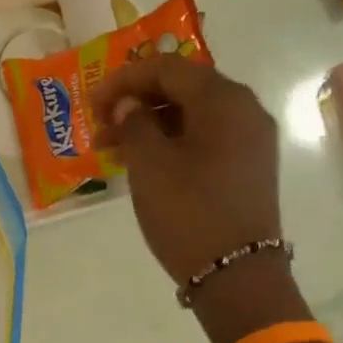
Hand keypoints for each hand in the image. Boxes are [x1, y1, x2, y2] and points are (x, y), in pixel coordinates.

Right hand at [88, 55, 283, 285]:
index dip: (123, 80)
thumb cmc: (188, 213)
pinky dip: (173, 142)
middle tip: (100, 128)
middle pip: (183, 89)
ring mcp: (251, 140)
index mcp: (223, 99)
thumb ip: (133, 124)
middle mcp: (245, 109)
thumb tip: (128, 105)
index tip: (91, 103)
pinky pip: (206, 139)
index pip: (167, 68)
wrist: (236, 274)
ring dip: (152, 125)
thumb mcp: (150, 166)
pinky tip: (147, 164)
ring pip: (193, 116)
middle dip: (137, 103)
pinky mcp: (248, 167)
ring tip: (115, 151)